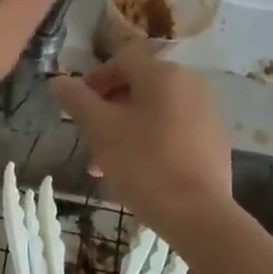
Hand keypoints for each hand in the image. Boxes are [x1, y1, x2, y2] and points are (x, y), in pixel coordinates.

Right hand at [49, 41, 233, 229]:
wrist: (197, 213)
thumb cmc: (143, 163)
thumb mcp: (100, 129)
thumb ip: (77, 100)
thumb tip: (58, 81)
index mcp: (163, 74)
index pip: (121, 60)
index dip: (94, 79)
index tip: (77, 105)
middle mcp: (190, 84)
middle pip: (138, 87)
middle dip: (108, 110)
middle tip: (89, 138)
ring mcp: (206, 113)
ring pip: (154, 112)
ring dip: (125, 129)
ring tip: (105, 164)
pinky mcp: (214, 140)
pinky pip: (173, 130)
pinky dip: (150, 141)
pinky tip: (137, 171)